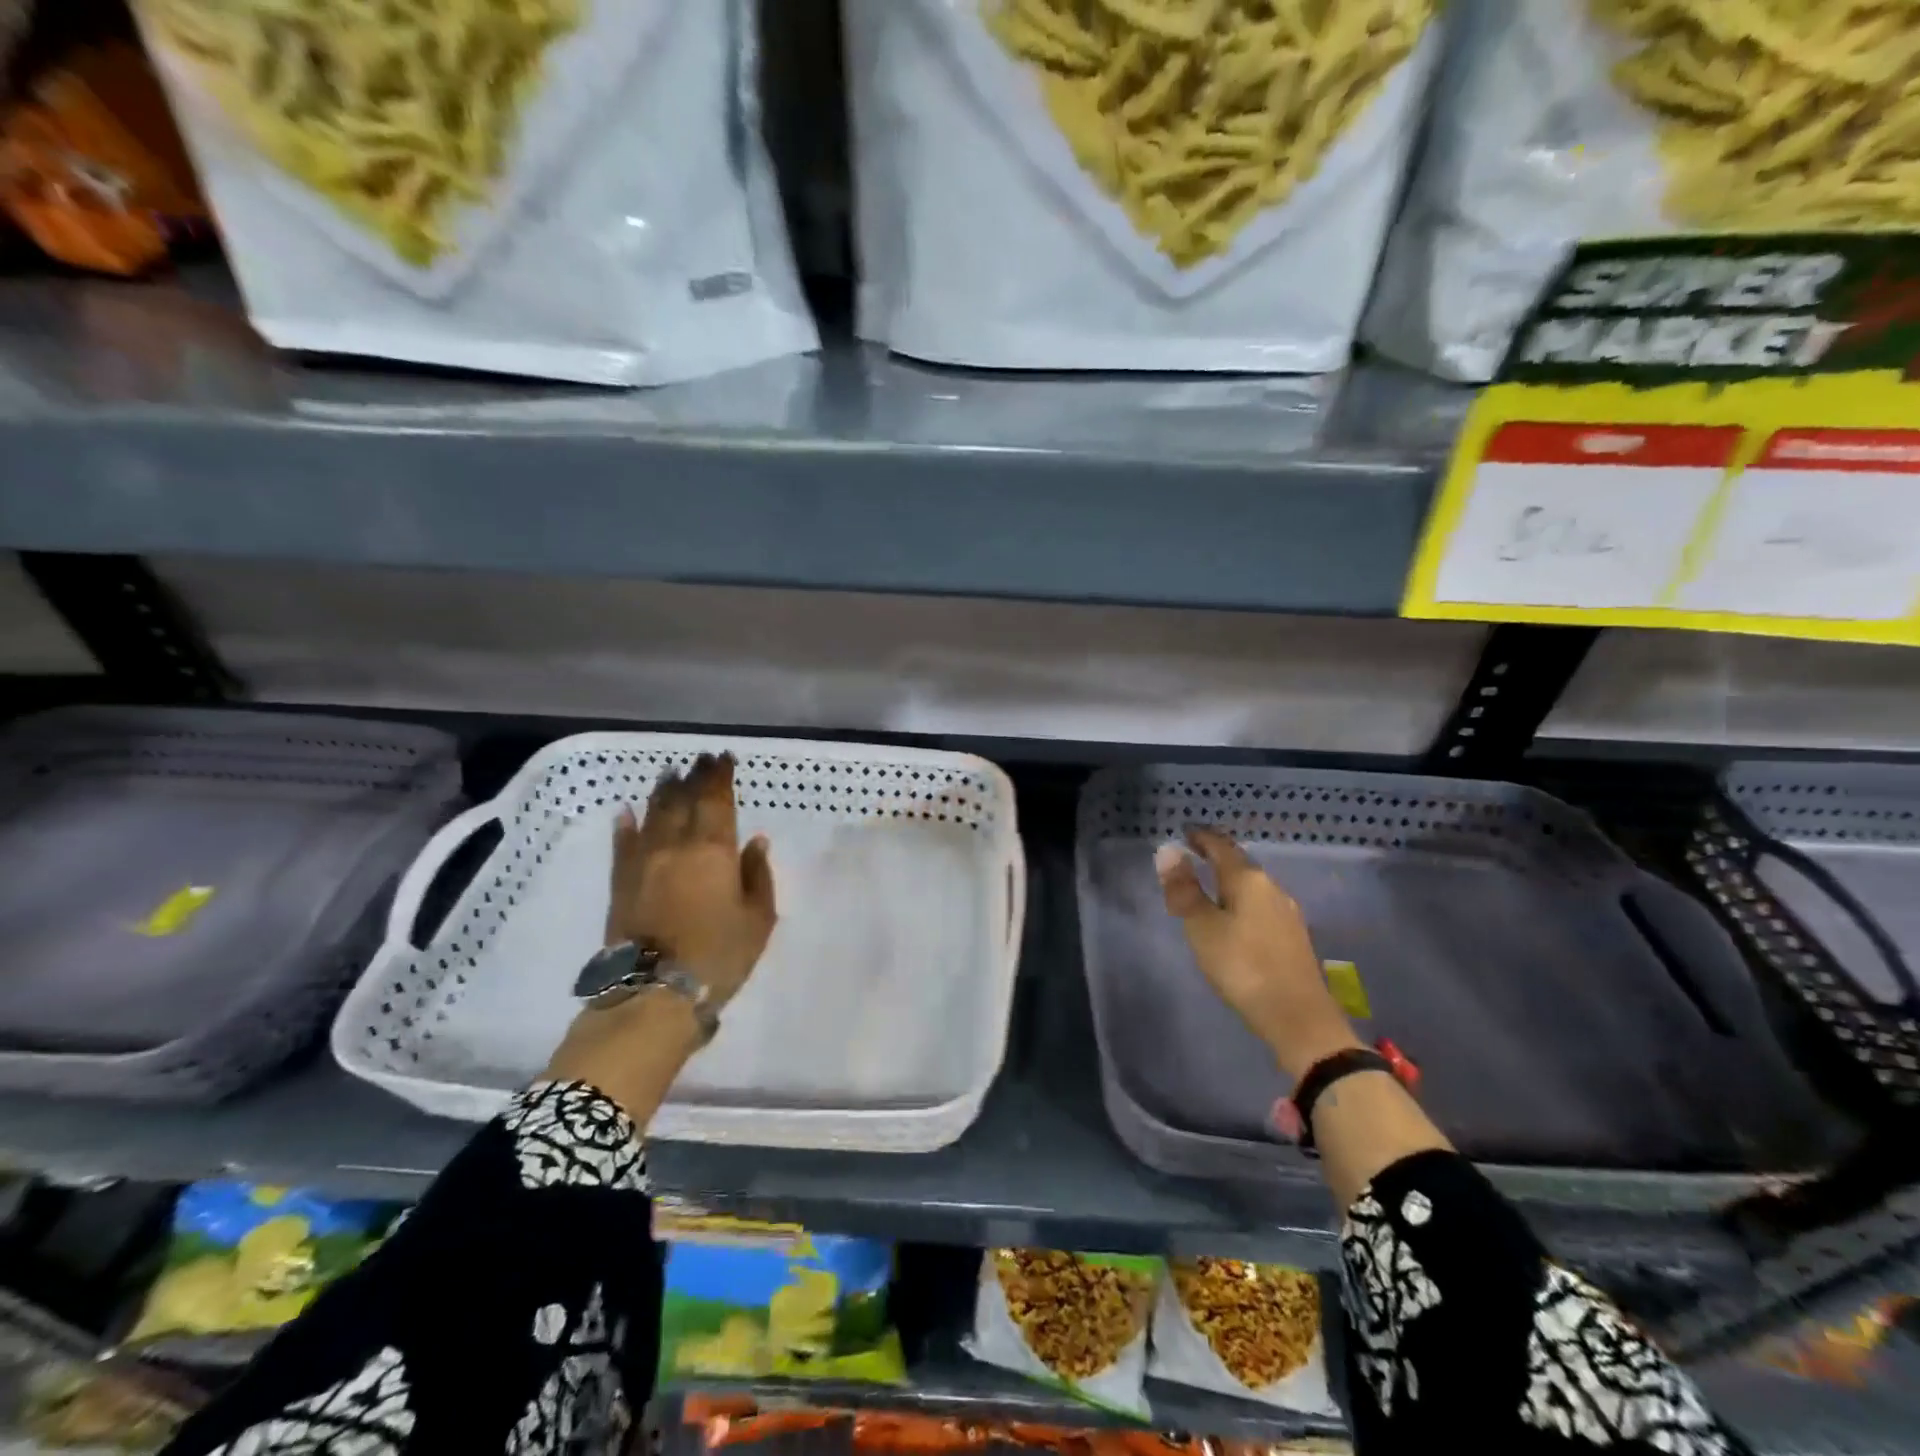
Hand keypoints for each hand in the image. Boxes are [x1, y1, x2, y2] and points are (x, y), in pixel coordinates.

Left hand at [605, 752, 776, 1008]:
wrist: (655, 992)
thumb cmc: (719, 954)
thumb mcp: (758, 918)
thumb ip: (758, 875)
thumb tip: (755, 841)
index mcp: (713, 850)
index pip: (716, 800)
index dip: (719, 776)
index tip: (723, 758)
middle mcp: (675, 845)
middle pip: (683, 800)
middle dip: (694, 776)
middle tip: (701, 760)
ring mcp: (643, 862)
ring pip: (653, 814)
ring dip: (663, 791)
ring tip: (670, 775)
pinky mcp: (621, 882)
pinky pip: (623, 844)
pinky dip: (626, 824)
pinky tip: (626, 811)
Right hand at [1156, 828, 1360, 1080]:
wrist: (1299, 1018)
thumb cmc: (1243, 967)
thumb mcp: (1202, 927)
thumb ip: (1184, 889)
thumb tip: (1167, 850)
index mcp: (1248, 879)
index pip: (1221, 846)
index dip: (1201, 837)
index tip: (1184, 833)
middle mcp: (1272, 888)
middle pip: (1240, 864)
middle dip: (1215, 858)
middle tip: (1191, 858)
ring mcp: (1287, 913)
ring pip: (1252, 886)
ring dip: (1229, 882)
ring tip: (1208, 889)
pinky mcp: (1293, 937)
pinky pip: (1261, 906)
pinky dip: (1241, 902)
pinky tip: (1234, 919)